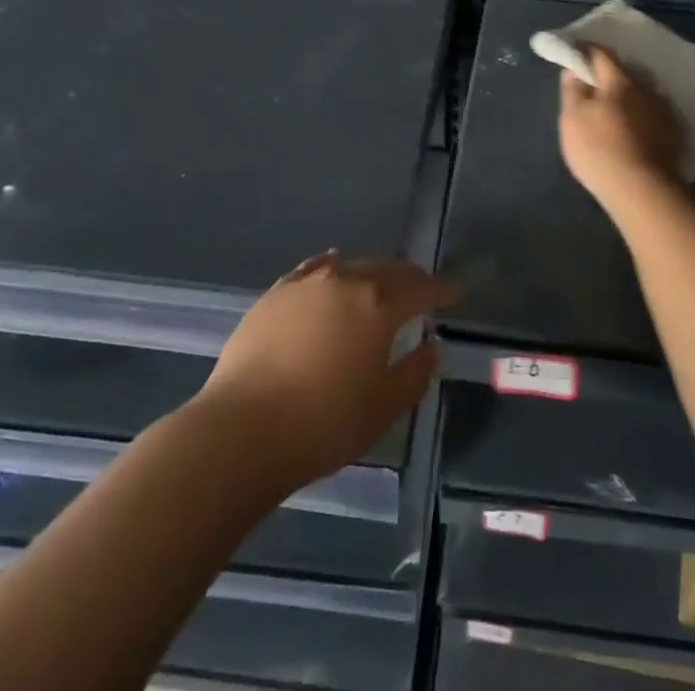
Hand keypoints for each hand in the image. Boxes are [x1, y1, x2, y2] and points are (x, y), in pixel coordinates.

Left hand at [196, 252, 458, 494]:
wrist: (240, 431)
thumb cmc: (322, 425)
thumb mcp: (382, 410)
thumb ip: (414, 374)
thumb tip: (430, 347)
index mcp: (379, 305)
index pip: (421, 289)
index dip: (441, 290)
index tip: (454, 293)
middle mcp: (346, 280)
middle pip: (388, 268)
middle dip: (410, 277)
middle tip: (422, 289)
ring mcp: (307, 282)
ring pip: (352, 263)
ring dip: (373, 271)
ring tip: (380, 282)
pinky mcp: (276, 293)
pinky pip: (315, 268)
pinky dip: (334, 267)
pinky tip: (334, 270)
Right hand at [558, 44, 685, 202]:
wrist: (642, 190)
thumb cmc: (599, 149)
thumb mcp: (572, 119)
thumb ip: (572, 91)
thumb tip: (573, 70)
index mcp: (619, 80)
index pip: (601, 54)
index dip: (585, 51)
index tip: (575, 52)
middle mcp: (646, 88)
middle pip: (624, 73)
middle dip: (608, 75)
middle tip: (593, 85)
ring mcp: (664, 111)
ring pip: (642, 94)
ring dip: (628, 96)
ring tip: (615, 109)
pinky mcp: (674, 134)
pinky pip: (653, 115)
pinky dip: (642, 116)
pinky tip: (635, 129)